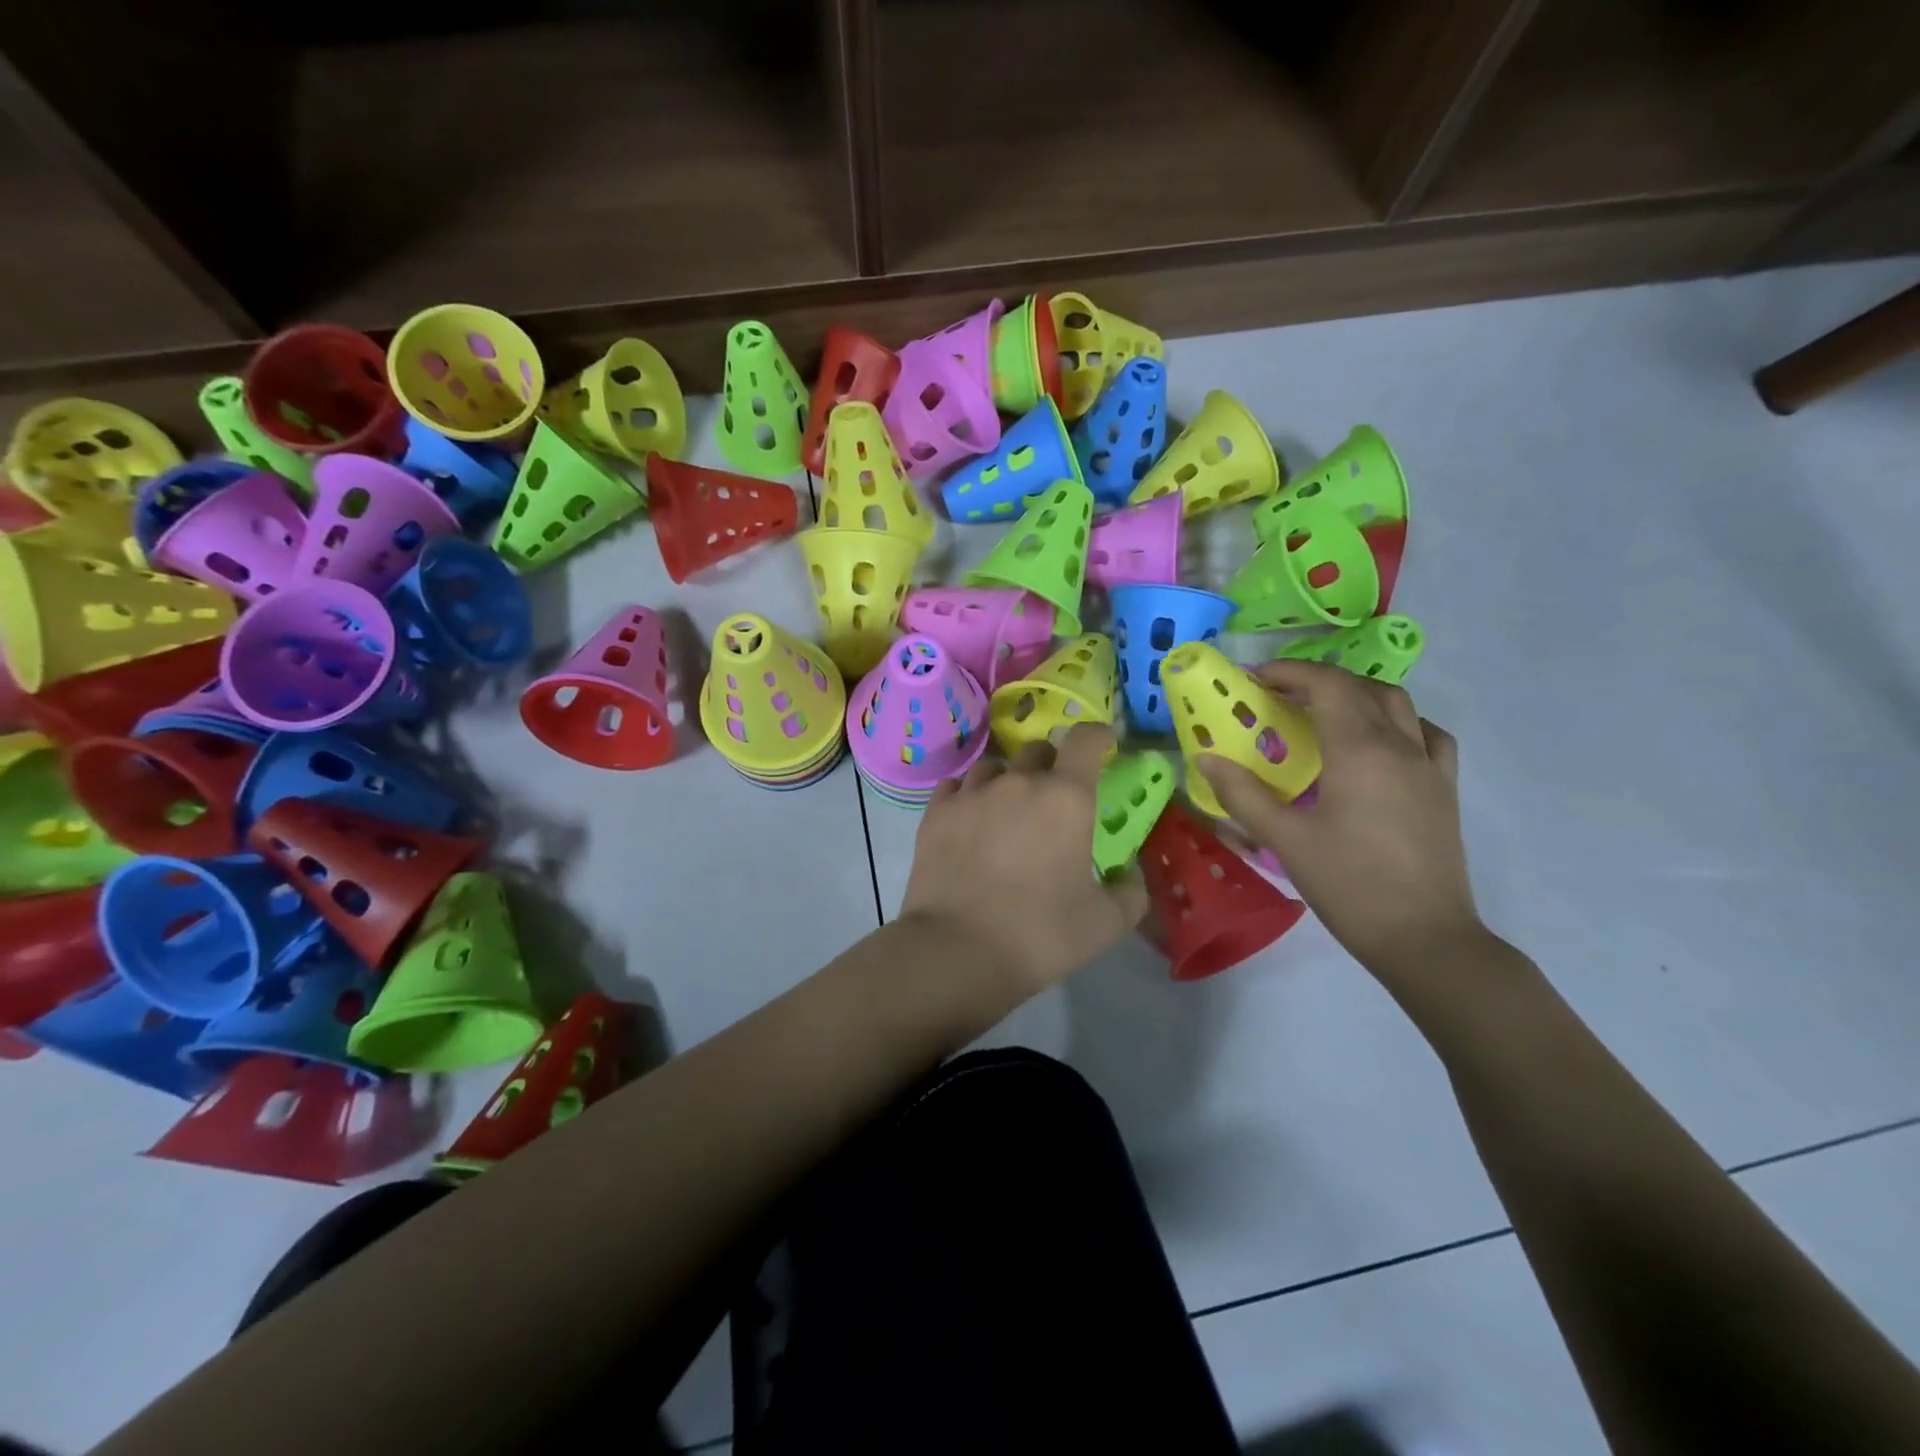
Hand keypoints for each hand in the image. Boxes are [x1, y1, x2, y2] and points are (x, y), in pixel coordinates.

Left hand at [902, 724, 1148, 993]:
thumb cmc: (1040, 934)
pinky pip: (956, 786)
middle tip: (1054, 797)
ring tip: (1007, 809)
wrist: (957, 950)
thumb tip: (1130, 876)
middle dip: (1052, 765)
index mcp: (1066, 798)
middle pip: (1038, 750)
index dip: (1098, 736)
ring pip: (994, 767)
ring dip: (1007, 779)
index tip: (1103, 744)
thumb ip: (1130, 893)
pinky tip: (969, 819)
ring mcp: (972, 794)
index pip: (1086, 740)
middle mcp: (1019, 782)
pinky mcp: (936, 812)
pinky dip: (968, 795)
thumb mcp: (1105, 924)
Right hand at [1196, 660, 1483, 976]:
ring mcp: (1428, 765)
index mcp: (1359, 750)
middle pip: (1361, 687)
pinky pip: (1427, 734)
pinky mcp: (1444, 788)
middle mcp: (1399, 745)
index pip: (1327, 685)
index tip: (1256, 679)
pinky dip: (1399, 720)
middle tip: (1280, 695)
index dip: (1290, 672)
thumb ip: (1243, 794)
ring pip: (1397, 704)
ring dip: (1358, 693)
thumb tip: (1205, 758)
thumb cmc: (1348, 884)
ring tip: (1324, 710)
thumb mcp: (1285, 840)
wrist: (1424, 937)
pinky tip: (1381, 740)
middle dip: (1318, 680)